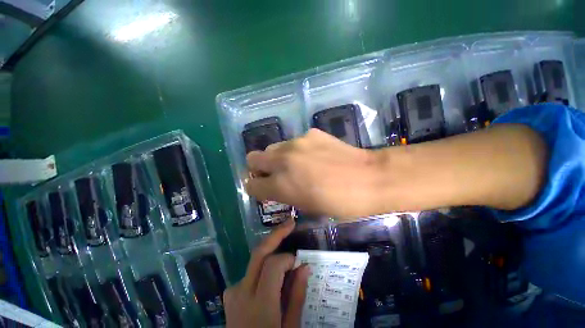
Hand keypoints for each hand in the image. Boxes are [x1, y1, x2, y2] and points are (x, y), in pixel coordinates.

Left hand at [224, 220, 309, 327]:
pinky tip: (272, 276)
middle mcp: (241, 293)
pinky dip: (263, 266)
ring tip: (286, 250)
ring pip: (254, 260)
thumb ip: (296, 296)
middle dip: (275, 234)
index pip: (273, 265)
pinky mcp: (230, 294)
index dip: (288, 258)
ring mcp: (233, 292)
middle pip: (258, 253)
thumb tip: (304, 266)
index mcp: (259, 306)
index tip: (299, 262)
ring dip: (270, 251)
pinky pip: (250, 272)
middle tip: (290, 222)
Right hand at [245, 129, 384, 218]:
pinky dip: (297, 150)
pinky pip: (294, 142)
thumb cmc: (340, 202)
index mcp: (281, 185)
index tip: (264, 189)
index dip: (256, 188)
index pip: (251, 184)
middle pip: (254, 158)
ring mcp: (296, 143)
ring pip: (273, 148)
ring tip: (296, 164)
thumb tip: (276, 186)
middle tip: (274, 174)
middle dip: (260, 168)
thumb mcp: (307, 206)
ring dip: (278, 158)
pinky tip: (314, 156)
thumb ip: (285, 194)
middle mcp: (283, 160)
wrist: (370, 178)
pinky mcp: (311, 133)